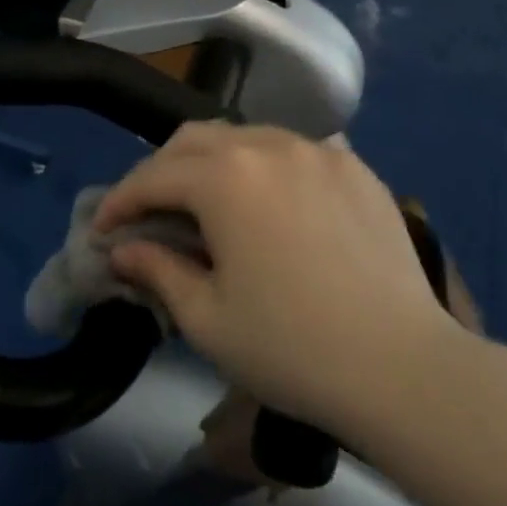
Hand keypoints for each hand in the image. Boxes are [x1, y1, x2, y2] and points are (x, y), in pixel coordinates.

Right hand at [96, 123, 465, 435]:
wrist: (404, 369)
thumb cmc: (292, 349)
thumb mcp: (207, 318)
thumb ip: (157, 271)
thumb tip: (122, 250)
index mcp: (225, 178)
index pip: (153, 178)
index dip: (119, 203)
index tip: (102, 230)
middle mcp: (269, 146)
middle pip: (194, 140)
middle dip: (159, 171)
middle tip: (147, 211)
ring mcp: (319, 151)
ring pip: (245, 136)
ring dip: (211, 163)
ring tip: (204, 202)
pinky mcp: (356, 168)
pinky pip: (294, 149)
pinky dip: (264, 166)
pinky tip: (267, 198)